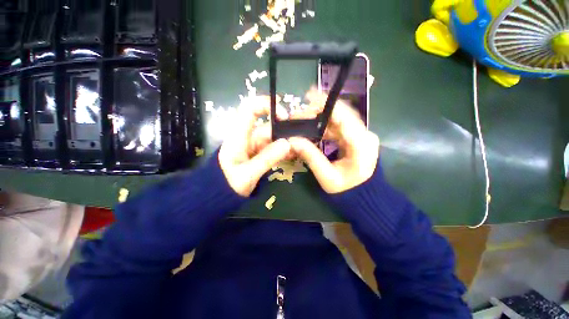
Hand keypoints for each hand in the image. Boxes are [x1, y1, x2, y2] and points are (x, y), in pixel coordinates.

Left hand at [218, 96, 290, 196]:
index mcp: (238, 136)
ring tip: (298, 151)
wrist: (218, 196)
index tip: (285, 115)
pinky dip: (282, 150)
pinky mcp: (258, 153)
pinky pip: (272, 148)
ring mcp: (253, 145)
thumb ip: (267, 159)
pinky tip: (292, 155)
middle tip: (299, 143)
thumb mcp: (247, 174)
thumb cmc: (227, 185)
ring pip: (272, 138)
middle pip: (267, 127)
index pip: (249, 109)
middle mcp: (246, 137)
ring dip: (285, 143)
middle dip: (284, 132)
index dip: (266, 105)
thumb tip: (288, 143)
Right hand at [289, 90, 379, 193]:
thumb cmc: (347, 190)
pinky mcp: (356, 138)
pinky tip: (312, 130)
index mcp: (361, 144)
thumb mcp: (326, 176)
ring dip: (319, 120)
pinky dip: (324, 128)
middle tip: (298, 116)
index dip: (326, 104)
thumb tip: (292, 140)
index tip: (309, 96)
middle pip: (340, 115)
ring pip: (338, 120)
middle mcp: (365, 134)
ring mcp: (361, 135)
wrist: (363, 196)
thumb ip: (310, 156)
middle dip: (318, 113)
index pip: (344, 116)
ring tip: (302, 122)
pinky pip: (339, 128)